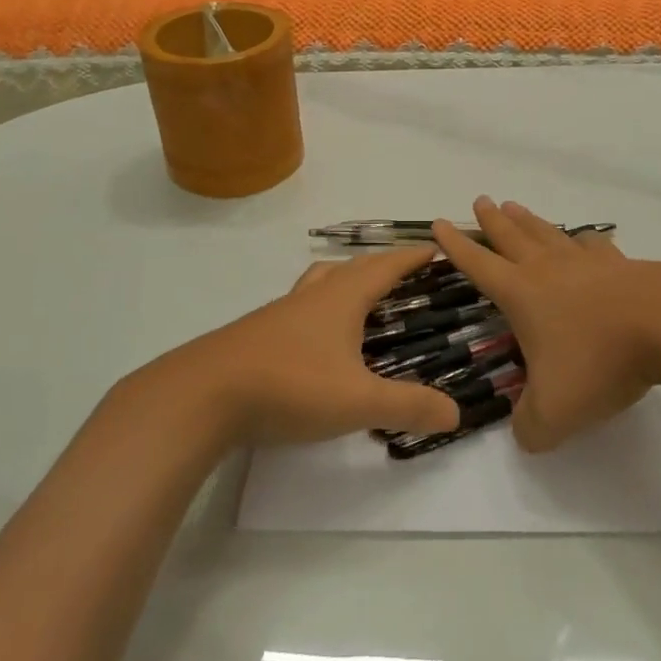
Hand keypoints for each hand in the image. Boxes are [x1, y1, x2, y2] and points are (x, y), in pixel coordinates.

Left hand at [150, 249, 461, 446]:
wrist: (204, 395)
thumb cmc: (290, 385)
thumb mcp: (358, 401)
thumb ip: (408, 406)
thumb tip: (455, 412)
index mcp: (341, 298)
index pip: (385, 266)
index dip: (412, 257)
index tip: (436, 248)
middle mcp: (313, 296)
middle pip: (353, 268)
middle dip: (383, 267)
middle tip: (406, 278)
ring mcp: (282, 313)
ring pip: (321, 282)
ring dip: (346, 281)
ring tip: (362, 299)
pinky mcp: (259, 334)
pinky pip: (301, 307)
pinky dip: (321, 309)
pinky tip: (319, 340)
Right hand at [434, 196, 660, 452]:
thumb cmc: (599, 361)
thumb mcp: (555, 412)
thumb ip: (530, 427)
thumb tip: (523, 433)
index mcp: (521, 294)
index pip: (478, 264)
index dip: (456, 245)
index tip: (439, 222)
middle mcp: (547, 268)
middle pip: (511, 236)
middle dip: (491, 220)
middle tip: (480, 200)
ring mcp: (585, 262)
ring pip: (547, 233)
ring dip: (527, 220)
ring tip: (515, 206)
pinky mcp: (620, 265)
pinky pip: (592, 245)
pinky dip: (582, 240)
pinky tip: (584, 240)